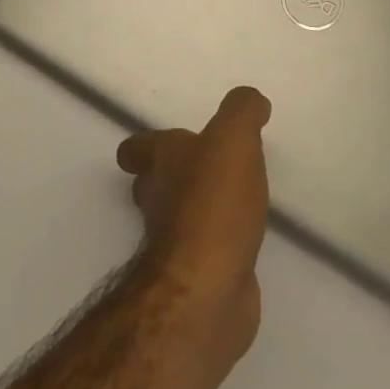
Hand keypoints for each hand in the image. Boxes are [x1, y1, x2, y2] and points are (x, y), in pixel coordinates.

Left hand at [116, 88, 271, 363]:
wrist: (207, 288)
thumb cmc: (214, 203)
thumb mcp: (233, 139)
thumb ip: (241, 112)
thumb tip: (252, 100)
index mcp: (162, 162)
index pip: (137, 148)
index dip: (146, 146)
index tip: (166, 142)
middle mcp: (159, 199)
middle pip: (152, 184)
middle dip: (170, 176)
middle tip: (201, 169)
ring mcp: (175, 243)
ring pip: (177, 218)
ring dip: (196, 209)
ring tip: (231, 200)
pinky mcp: (197, 277)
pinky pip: (205, 253)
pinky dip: (218, 245)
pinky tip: (243, 241)